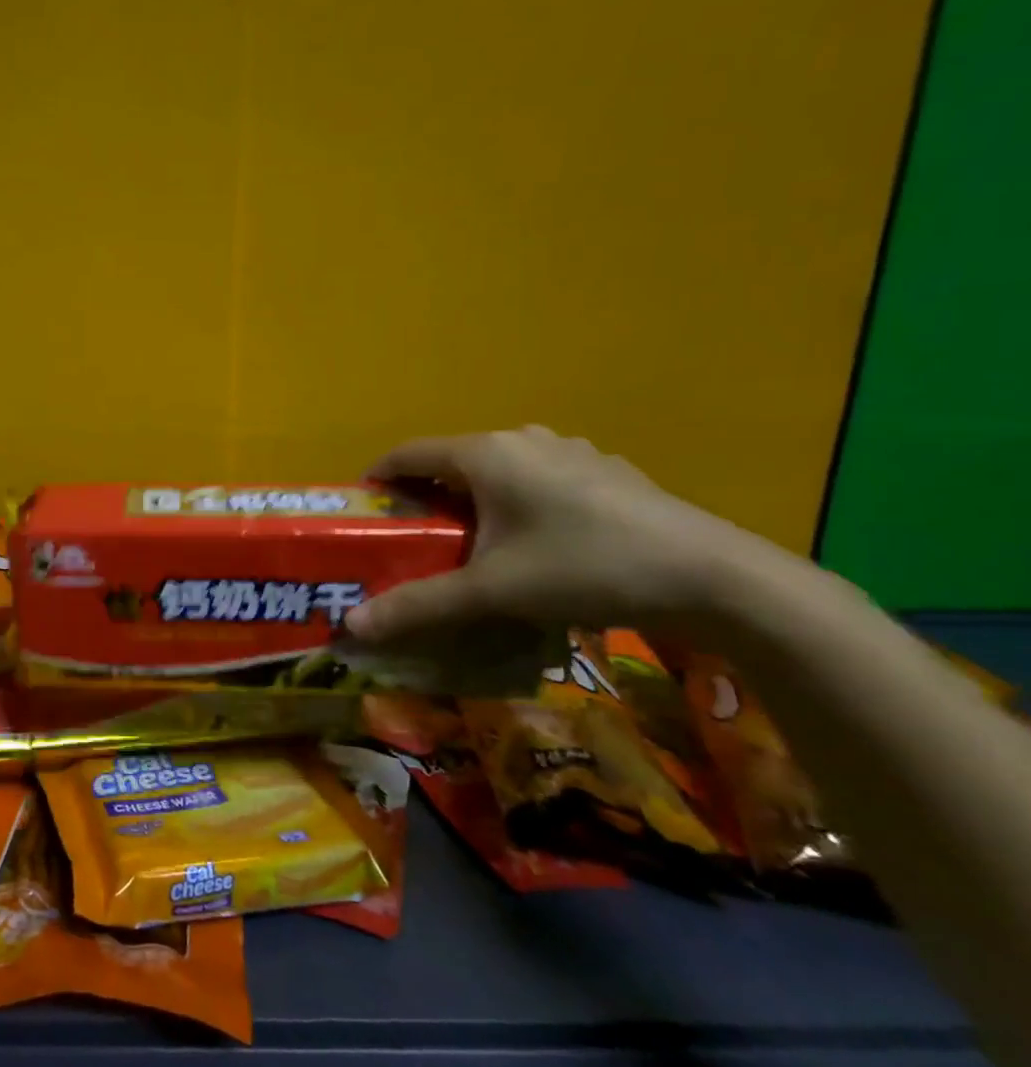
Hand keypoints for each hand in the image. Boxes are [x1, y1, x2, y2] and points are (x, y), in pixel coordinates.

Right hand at [345, 426, 782, 642]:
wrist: (714, 577)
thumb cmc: (583, 567)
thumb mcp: (491, 591)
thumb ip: (419, 605)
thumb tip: (351, 627)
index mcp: (485, 454)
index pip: (408, 453)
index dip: (379, 478)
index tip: (365, 512)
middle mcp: (523, 439)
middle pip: (452, 461)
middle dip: (425, 496)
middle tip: (413, 539)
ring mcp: (570, 451)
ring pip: (498, 470)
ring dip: (473, 499)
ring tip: (470, 543)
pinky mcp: (605, 471)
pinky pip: (539, 478)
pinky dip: (517, 501)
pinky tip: (535, 543)